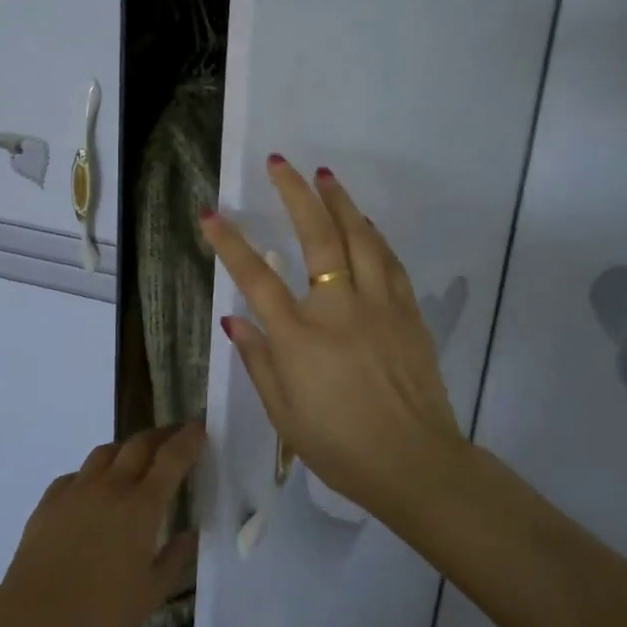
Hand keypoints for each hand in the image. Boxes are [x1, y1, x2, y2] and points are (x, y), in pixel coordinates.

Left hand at [0, 422, 204, 626]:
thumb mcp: (151, 594)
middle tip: (174, 436)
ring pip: (107, 451)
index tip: (200, 426)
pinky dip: (93, 473)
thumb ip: (174, 560)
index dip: (188, 439)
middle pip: (139, 444)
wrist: (35, 614)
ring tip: (134, 457)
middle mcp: (112, 485)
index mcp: (141, 505)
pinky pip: (78, 473)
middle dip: (161, 435)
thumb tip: (190, 535)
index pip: (171, 458)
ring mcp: (78, 488)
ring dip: (126, 448)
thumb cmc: (100, 608)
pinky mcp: (51, 498)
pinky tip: (93, 489)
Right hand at [201, 158, 465, 515]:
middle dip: (294, 194)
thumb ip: (258, 359)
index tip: (210, 212)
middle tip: (280, 162)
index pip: (256, 277)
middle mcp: (338, 308)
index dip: (230, 243)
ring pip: (359, 238)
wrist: (415, 464)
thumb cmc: (340, 446)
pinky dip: (373, 236)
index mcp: (300, 336)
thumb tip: (233, 318)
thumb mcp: (284, 414)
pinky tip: (365, 222)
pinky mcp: (408, 313)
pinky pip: (389, 262)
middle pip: (316, 237)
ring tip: (324, 175)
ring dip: (339, 202)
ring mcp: (378, 305)